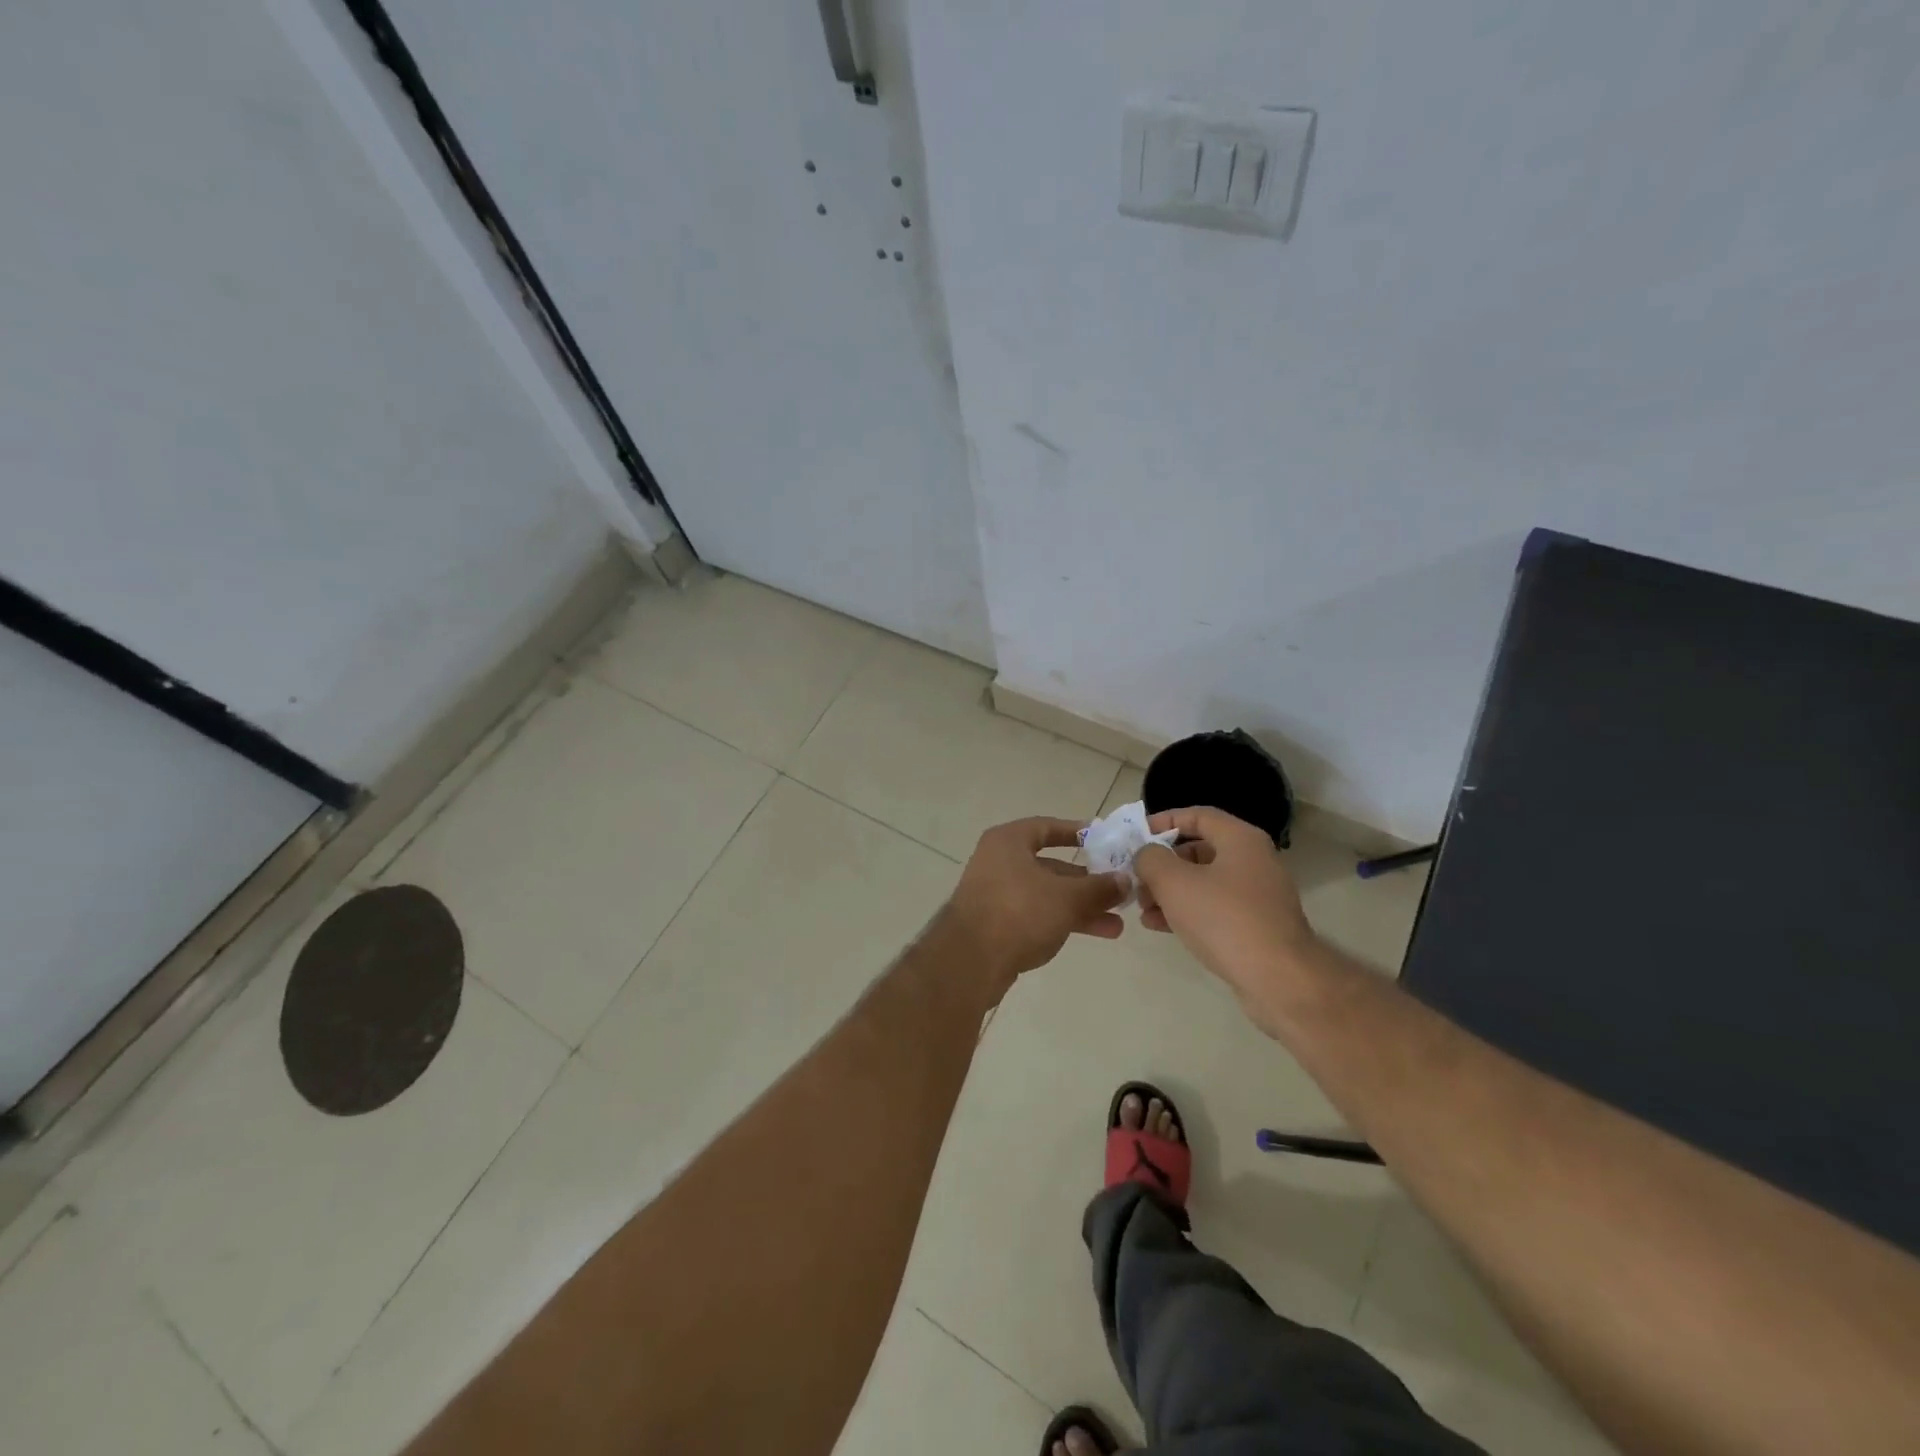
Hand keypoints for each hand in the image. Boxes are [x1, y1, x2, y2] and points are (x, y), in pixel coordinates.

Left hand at [941, 817, 1127, 991]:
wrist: (969, 961)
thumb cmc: (1018, 912)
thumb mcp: (1066, 897)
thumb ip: (1098, 887)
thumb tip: (1125, 880)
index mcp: (1008, 842)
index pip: (1045, 827)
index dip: (1074, 831)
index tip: (1102, 839)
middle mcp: (999, 862)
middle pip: (1050, 866)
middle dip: (1086, 882)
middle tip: (1118, 891)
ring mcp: (995, 894)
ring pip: (1046, 894)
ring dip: (1080, 907)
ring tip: (1116, 924)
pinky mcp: (996, 924)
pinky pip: (1036, 915)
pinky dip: (1062, 920)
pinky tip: (1092, 933)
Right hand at [1133, 807, 1316, 1033]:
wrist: (1278, 979)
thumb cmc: (1224, 918)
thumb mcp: (1174, 882)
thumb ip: (1151, 859)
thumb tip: (1147, 855)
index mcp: (1240, 839)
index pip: (1198, 815)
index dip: (1164, 821)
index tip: (1137, 835)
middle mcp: (1254, 860)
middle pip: (1199, 850)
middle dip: (1163, 864)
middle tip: (1137, 880)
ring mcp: (1258, 895)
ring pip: (1204, 882)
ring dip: (1170, 891)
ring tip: (1143, 908)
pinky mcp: (1257, 925)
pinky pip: (1215, 908)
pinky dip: (1188, 912)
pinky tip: (1160, 926)